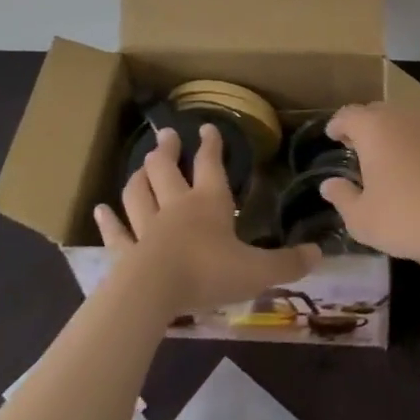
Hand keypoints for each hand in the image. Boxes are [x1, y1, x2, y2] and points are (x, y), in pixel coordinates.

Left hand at [95, 125, 319, 314]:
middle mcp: (176, 206)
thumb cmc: (208, 273)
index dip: (211, 145)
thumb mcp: (257, 271)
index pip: (210, 165)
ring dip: (139, 176)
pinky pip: (116, 232)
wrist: (154, 292)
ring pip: (139, 193)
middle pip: (167, 170)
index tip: (207, 127)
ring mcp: (146, 227)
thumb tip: (320, 253)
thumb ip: (288, 263)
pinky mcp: (125, 252)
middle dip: (168, 150)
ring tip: (140, 163)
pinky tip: (100, 210)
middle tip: (166, 135)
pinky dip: (107, 221)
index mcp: (209, 203)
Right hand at [317, 100, 419, 262]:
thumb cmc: (407, 218)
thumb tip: (329, 184)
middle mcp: (403, 114)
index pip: (348, 115)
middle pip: (377, 112)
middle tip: (362, 149)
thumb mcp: (362, 219)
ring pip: (408, 120)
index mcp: (374, 127)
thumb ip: (342, 197)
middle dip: (366, 127)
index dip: (338, 125)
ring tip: (396, 158)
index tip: (333, 135)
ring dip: (398, 133)